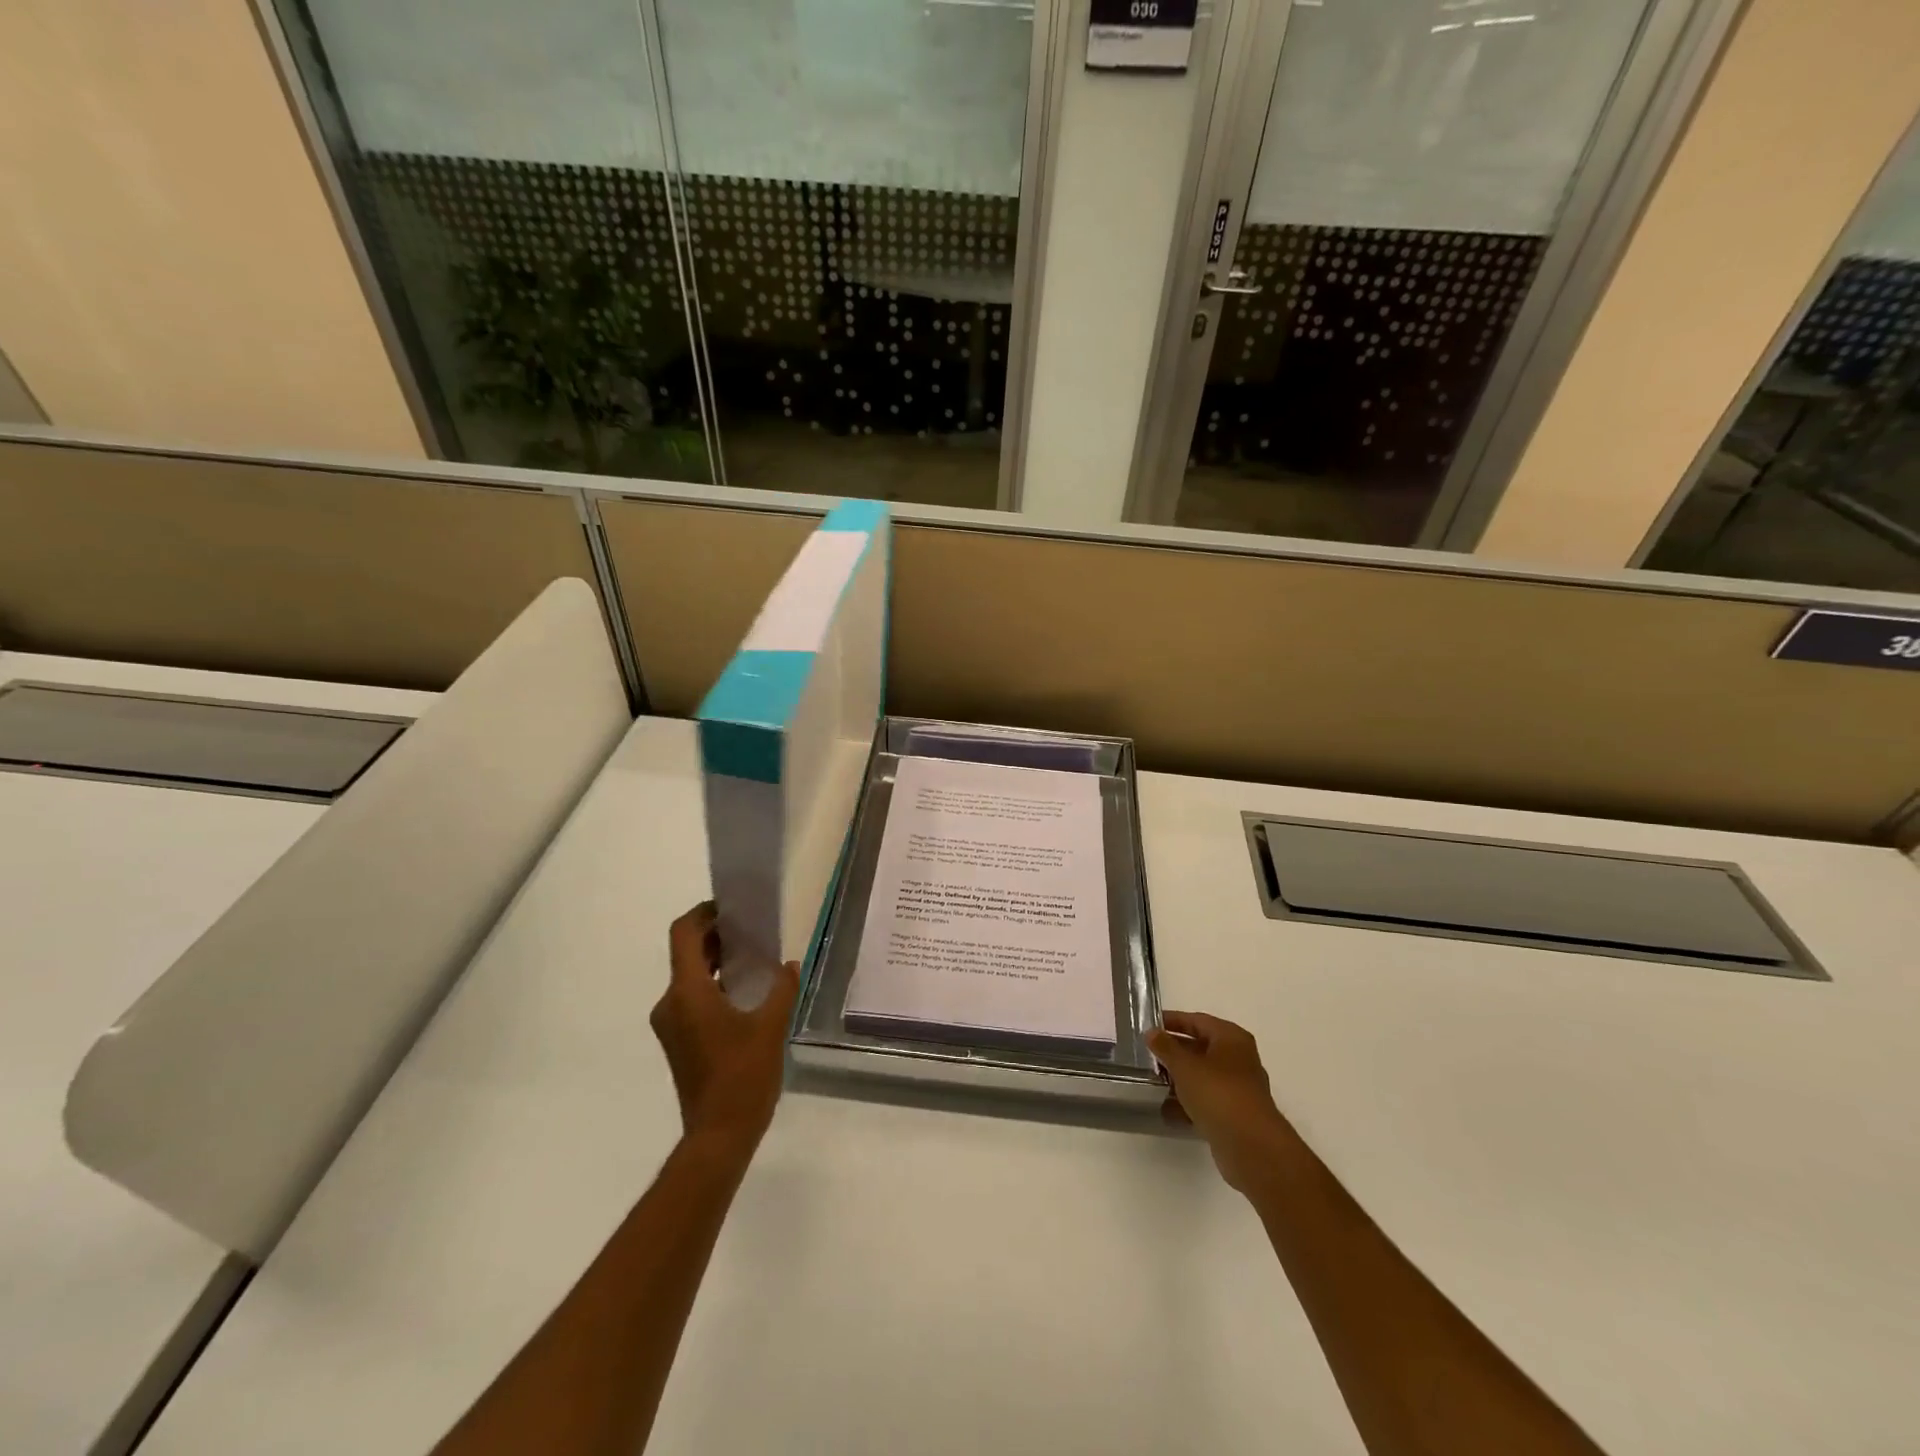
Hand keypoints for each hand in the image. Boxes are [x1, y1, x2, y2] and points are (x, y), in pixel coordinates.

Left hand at [650, 902, 798, 1160]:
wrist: (718, 1136)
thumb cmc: (743, 1076)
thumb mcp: (771, 1026)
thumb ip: (782, 988)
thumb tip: (789, 965)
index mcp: (688, 992)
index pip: (684, 934)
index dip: (703, 913)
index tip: (731, 907)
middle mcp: (671, 1003)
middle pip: (686, 953)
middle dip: (715, 935)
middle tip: (750, 927)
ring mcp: (672, 1024)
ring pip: (689, 976)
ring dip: (716, 960)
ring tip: (753, 955)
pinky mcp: (679, 1041)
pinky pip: (692, 997)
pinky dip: (714, 983)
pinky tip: (745, 991)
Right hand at [1147, 1010, 1295, 1194]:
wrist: (1251, 1147)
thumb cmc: (1218, 1093)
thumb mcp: (1185, 1065)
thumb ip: (1166, 1047)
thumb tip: (1151, 1032)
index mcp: (1231, 1038)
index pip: (1197, 1021)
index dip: (1172, 1021)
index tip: (1149, 1025)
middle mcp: (1238, 1059)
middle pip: (1201, 1048)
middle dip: (1174, 1051)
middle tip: (1147, 1053)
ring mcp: (1238, 1089)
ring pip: (1203, 1076)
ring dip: (1179, 1078)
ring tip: (1151, 1080)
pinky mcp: (1235, 1115)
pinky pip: (1206, 1100)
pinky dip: (1188, 1102)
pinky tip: (1166, 1109)